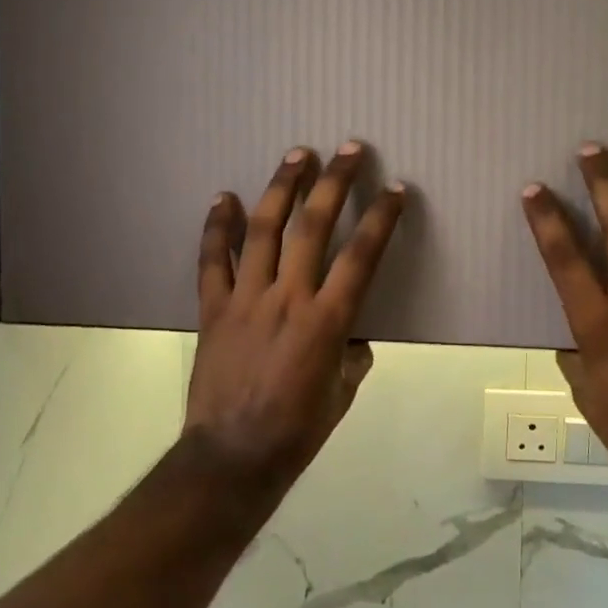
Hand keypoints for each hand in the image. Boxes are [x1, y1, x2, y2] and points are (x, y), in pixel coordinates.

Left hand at [187, 143, 406, 489]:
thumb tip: (352, 336)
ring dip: (281, 187)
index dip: (381, 218)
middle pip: (314, 227)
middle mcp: (287, 298)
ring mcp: (245, 299)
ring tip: (297, 154)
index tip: (394, 189)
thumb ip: (352, 355)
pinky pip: (212, 260)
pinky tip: (224, 197)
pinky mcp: (213, 309)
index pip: (361, 256)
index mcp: (327, 321)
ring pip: (263, 230)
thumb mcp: (342, 394)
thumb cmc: (297, 430)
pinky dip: (217, 227)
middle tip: (348, 149)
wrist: (232, 457)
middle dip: (334, 183)